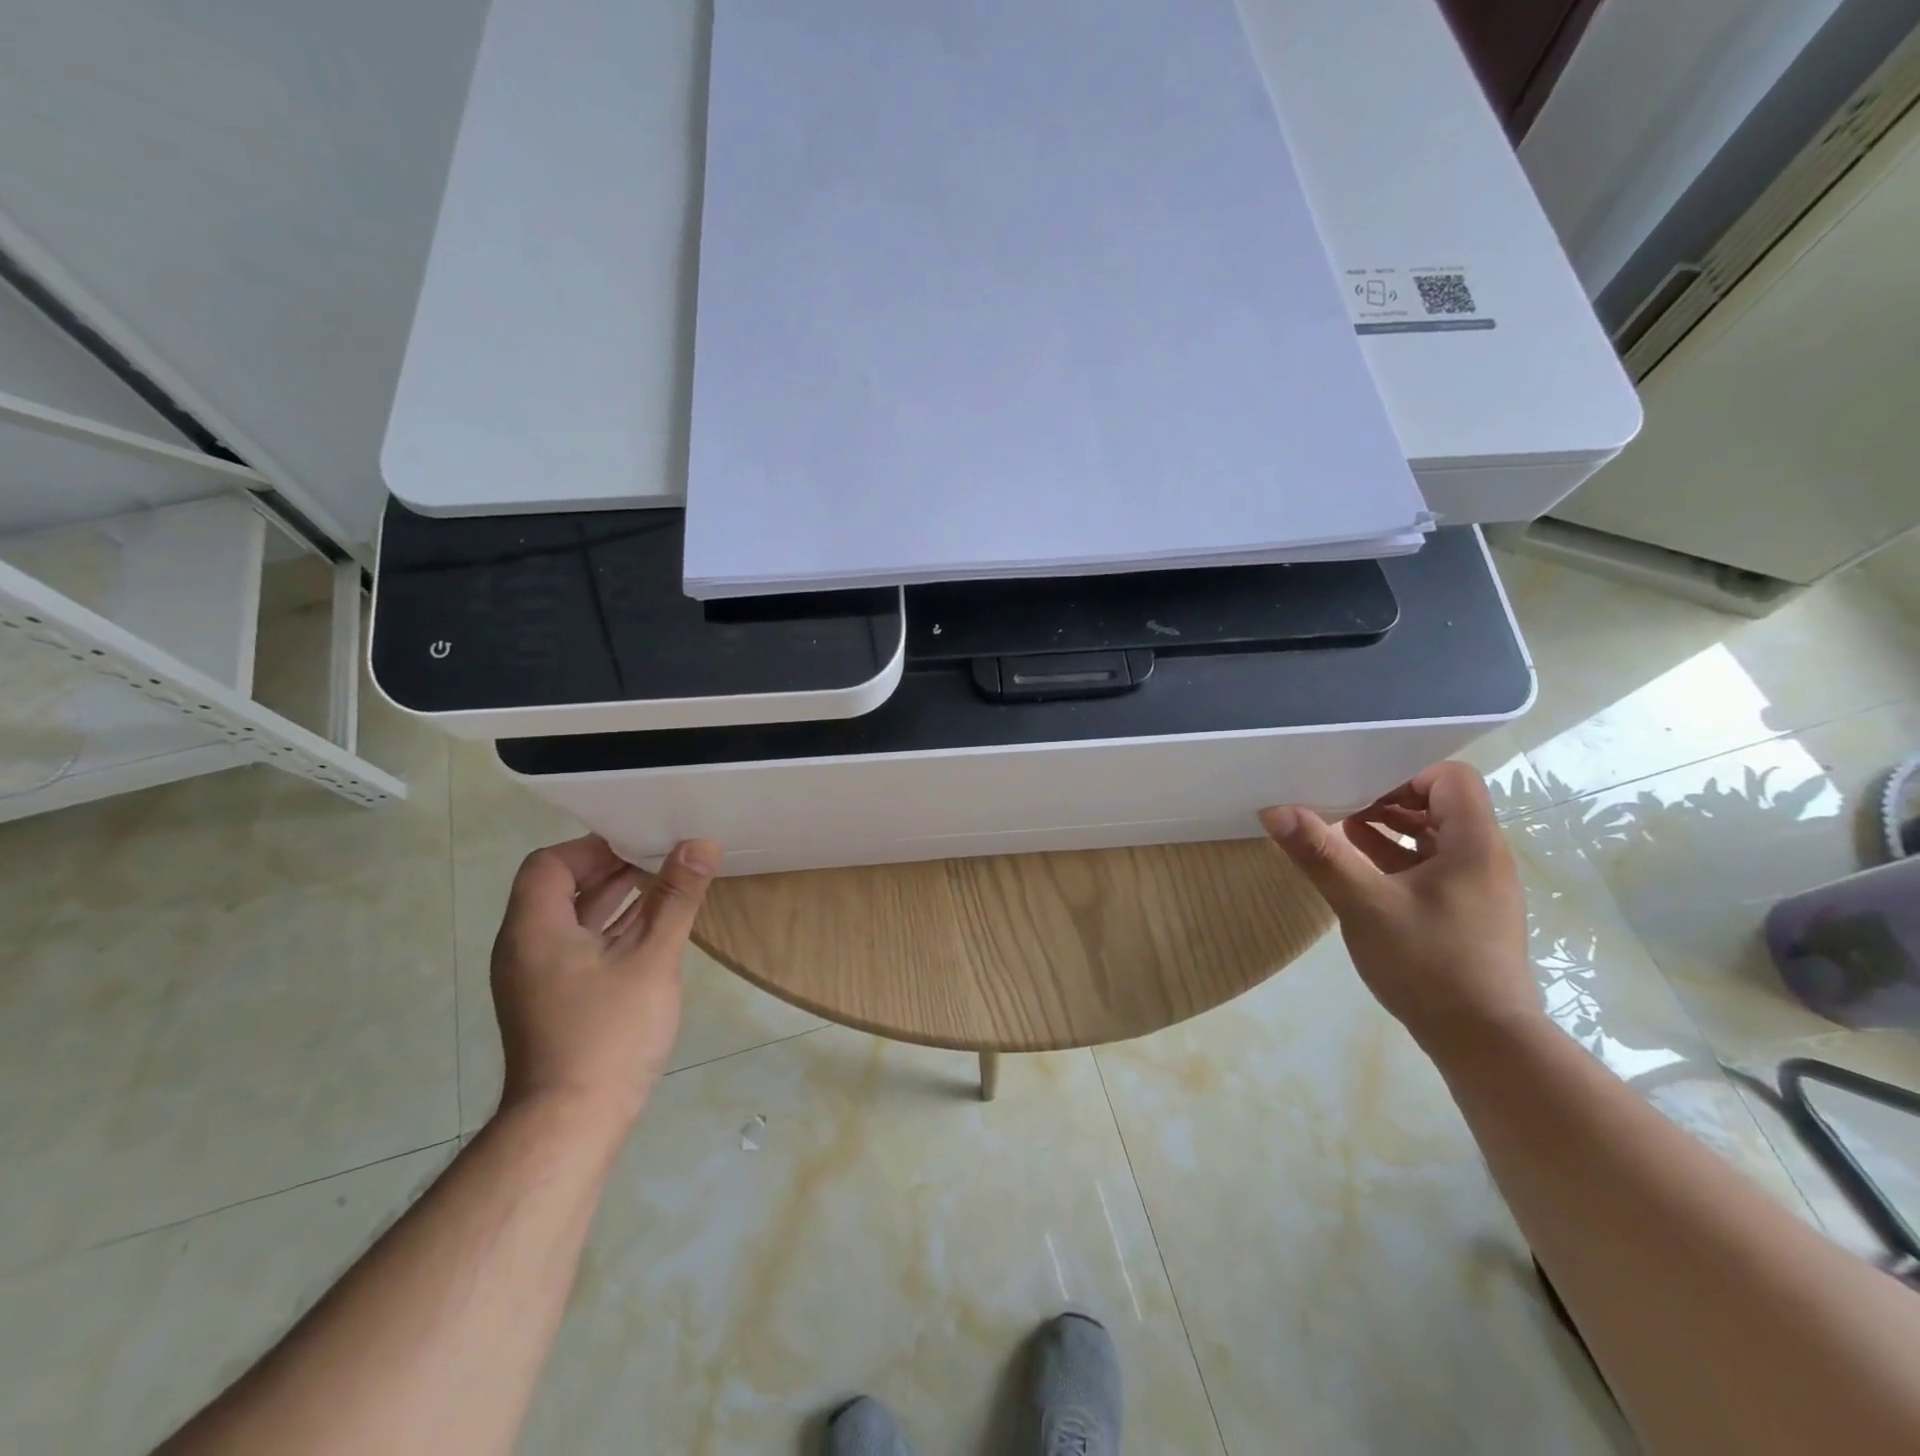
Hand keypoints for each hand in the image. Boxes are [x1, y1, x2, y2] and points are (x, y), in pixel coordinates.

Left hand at [489, 835, 721, 1131]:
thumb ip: (675, 897)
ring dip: (614, 898)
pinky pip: (579, 946)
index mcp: (534, 929)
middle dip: (610, 868)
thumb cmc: (609, 1033)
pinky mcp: (554, 1000)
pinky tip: (652, 928)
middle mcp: (525, 947)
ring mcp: (536, 977)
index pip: (549, 863)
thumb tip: (700, 843)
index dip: (593, 847)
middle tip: (662, 856)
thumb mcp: (651, 958)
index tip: (641, 842)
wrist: (571, 1124)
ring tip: (665, 883)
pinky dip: (611, 929)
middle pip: (560, 888)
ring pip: (572, 919)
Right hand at [1261, 761, 1539, 1056]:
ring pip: (1433, 837)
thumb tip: (1276, 810)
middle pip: (1440, 804)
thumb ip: (1321, 855)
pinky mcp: (1467, 912)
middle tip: (1340, 810)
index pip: (1449, 777)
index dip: (1404, 775)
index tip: (1358, 791)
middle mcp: (1484, 857)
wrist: (1484, 1043)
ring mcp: (1477, 887)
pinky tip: (1359, 874)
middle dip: (1387, 801)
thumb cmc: (1430, 964)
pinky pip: (1432, 866)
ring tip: (1341, 837)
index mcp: (1474, 844)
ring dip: (1389, 831)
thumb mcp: (1365, 905)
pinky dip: (1396, 860)